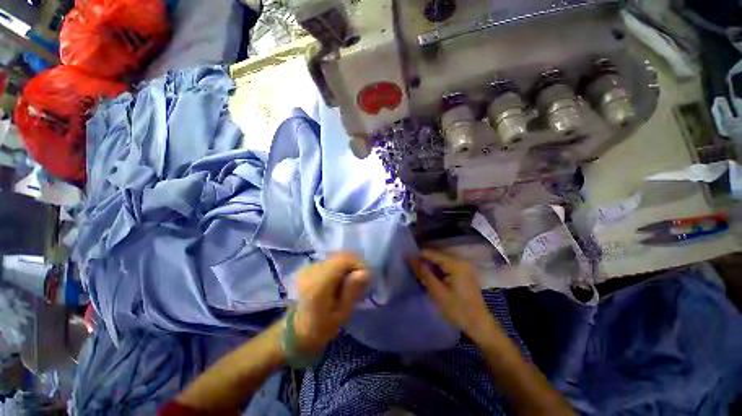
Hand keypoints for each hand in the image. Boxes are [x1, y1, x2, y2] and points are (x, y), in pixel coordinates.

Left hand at [293, 252, 369, 354]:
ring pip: (336, 256)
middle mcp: (311, 270)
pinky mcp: (309, 266)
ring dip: (348, 264)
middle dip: (355, 263)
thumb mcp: (341, 314)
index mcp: (318, 283)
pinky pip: (331, 260)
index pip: (343, 260)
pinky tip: (342, 278)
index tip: (368, 276)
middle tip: (362, 279)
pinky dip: (341, 265)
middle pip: (340, 255)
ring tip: (353, 280)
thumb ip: (352, 291)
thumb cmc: (320, 327)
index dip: (359, 263)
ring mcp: (308, 266)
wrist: (295, 329)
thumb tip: (364, 272)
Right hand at [409, 249, 492, 337]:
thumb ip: (423, 273)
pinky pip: (446, 267)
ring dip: (430, 268)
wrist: (480, 325)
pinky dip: (438, 272)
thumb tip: (410, 257)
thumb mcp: (437, 292)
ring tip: (420, 276)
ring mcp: (464, 266)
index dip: (417, 256)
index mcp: (455, 263)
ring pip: (440, 261)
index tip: (406, 263)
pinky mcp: (464, 272)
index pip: (431, 253)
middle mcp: (460, 260)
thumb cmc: (458, 310)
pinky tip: (432, 280)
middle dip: (423, 262)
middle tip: (412, 272)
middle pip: (436, 256)